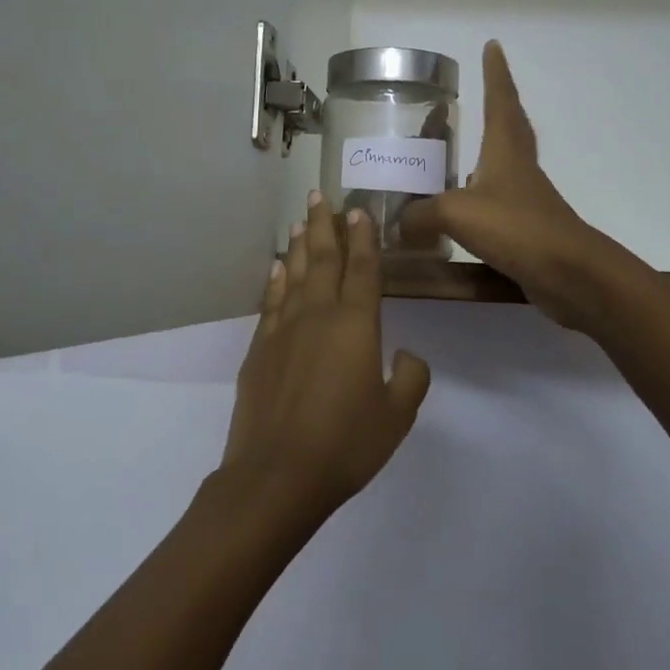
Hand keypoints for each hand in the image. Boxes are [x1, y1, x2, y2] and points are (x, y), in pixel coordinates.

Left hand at [222, 194, 431, 519]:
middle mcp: (318, 316)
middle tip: (321, 194)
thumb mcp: (397, 416)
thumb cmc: (346, 445)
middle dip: (326, 225)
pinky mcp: (259, 350)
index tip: (360, 210)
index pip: (363, 269)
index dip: (364, 238)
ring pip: (294, 275)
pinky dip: (275, 280)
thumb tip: (404, 353)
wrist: (277, 475)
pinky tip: (278, 268)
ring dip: (300, 245)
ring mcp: (283, 331)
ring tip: (302, 220)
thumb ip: (410, 377)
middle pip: (323, 259)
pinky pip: (271, 302)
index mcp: (356, 325)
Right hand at [399, 41, 628, 329]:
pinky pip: (495, 204)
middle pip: (509, 127)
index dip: (496, 73)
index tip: (493, 46)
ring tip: (455, 154)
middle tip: (479, 92)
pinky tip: (458, 212)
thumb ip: (421, 214)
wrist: (569, 274)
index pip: (500, 100)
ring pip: (501, 166)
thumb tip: (398, 224)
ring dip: (484, 154)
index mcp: (505, 150)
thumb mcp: (456, 213)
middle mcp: (518, 168)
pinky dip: (477, 199)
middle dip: (496, 106)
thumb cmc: (516, 228)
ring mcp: (525, 199)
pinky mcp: (525, 229)